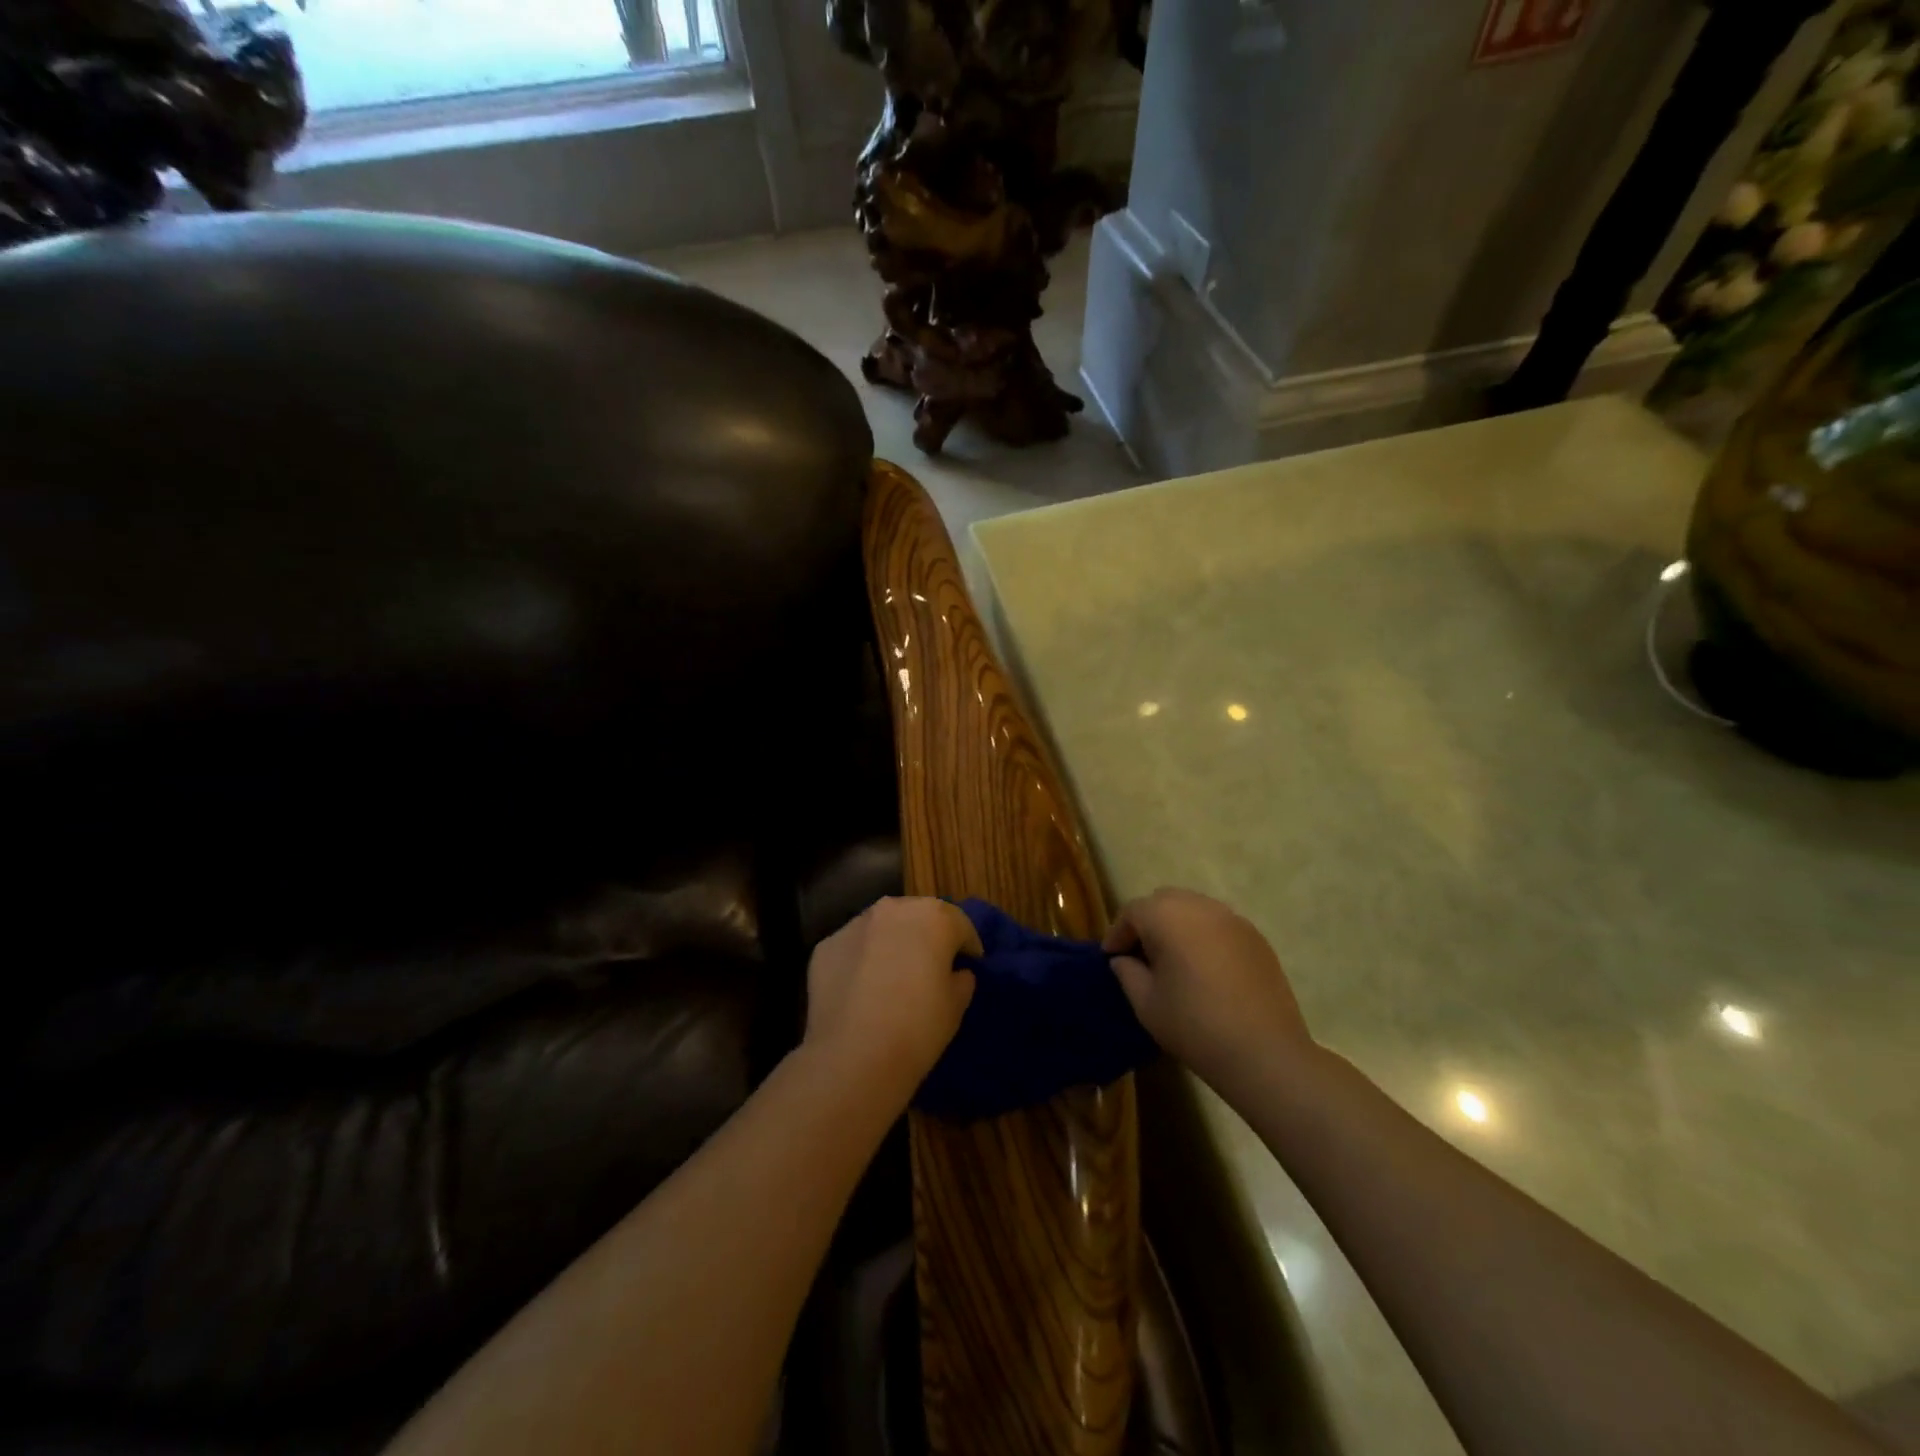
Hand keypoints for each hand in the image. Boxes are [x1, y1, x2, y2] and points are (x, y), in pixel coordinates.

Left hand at [804, 897, 980, 1098]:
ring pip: (882, 927)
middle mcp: (893, 909)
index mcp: (934, 917)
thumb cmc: (918, 1027)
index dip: (968, 946)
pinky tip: (862, 990)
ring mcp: (855, 924)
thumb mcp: (956, 1006)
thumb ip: (961, 979)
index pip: (960, 924)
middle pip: (919, 916)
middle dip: (928, 936)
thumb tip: (956, 972)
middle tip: (932, 967)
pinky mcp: (826, 945)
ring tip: (894, 976)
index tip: (970, 965)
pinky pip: (854, 948)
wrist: (853, 1056)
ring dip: (892, 943)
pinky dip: (861, 960)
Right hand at [1103, 888, 1313, 1100]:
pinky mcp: (1256, 937)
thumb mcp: (1146, 1004)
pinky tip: (1205, 968)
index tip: (1112, 958)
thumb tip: (1123, 960)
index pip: (1132, 911)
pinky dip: (1204, 935)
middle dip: (1147, 922)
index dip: (1118, 933)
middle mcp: (1200, 907)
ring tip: (1173, 959)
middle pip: (1164, 901)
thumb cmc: (1195, 1026)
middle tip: (1140, 955)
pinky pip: (1219, 924)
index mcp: (1167, 917)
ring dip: (1177, 925)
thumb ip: (1127, 973)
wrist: (1264, 1053)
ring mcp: (1232, 919)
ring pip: (1193, 908)